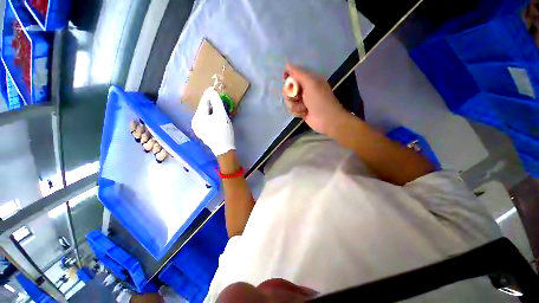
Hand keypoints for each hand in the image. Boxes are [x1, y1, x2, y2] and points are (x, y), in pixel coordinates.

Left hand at [192, 87, 234, 155]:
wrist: (225, 149)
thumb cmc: (223, 132)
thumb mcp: (221, 115)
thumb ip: (217, 102)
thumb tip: (212, 92)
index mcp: (197, 118)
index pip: (203, 103)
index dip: (209, 95)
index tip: (213, 88)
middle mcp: (195, 123)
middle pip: (204, 109)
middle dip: (211, 103)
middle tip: (219, 98)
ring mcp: (198, 129)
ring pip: (206, 115)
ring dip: (212, 110)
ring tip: (219, 106)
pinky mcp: (203, 133)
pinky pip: (207, 120)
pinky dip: (212, 116)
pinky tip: (217, 116)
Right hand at [283, 63, 348, 135]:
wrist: (326, 119)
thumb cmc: (319, 100)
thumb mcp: (310, 83)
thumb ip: (298, 74)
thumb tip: (287, 64)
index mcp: (309, 80)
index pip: (295, 74)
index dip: (289, 75)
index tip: (284, 78)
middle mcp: (305, 89)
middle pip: (289, 88)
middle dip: (291, 93)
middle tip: (298, 96)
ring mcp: (303, 101)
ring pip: (289, 100)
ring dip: (295, 104)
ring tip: (303, 107)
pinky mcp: (301, 111)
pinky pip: (292, 109)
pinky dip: (297, 111)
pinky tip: (303, 113)